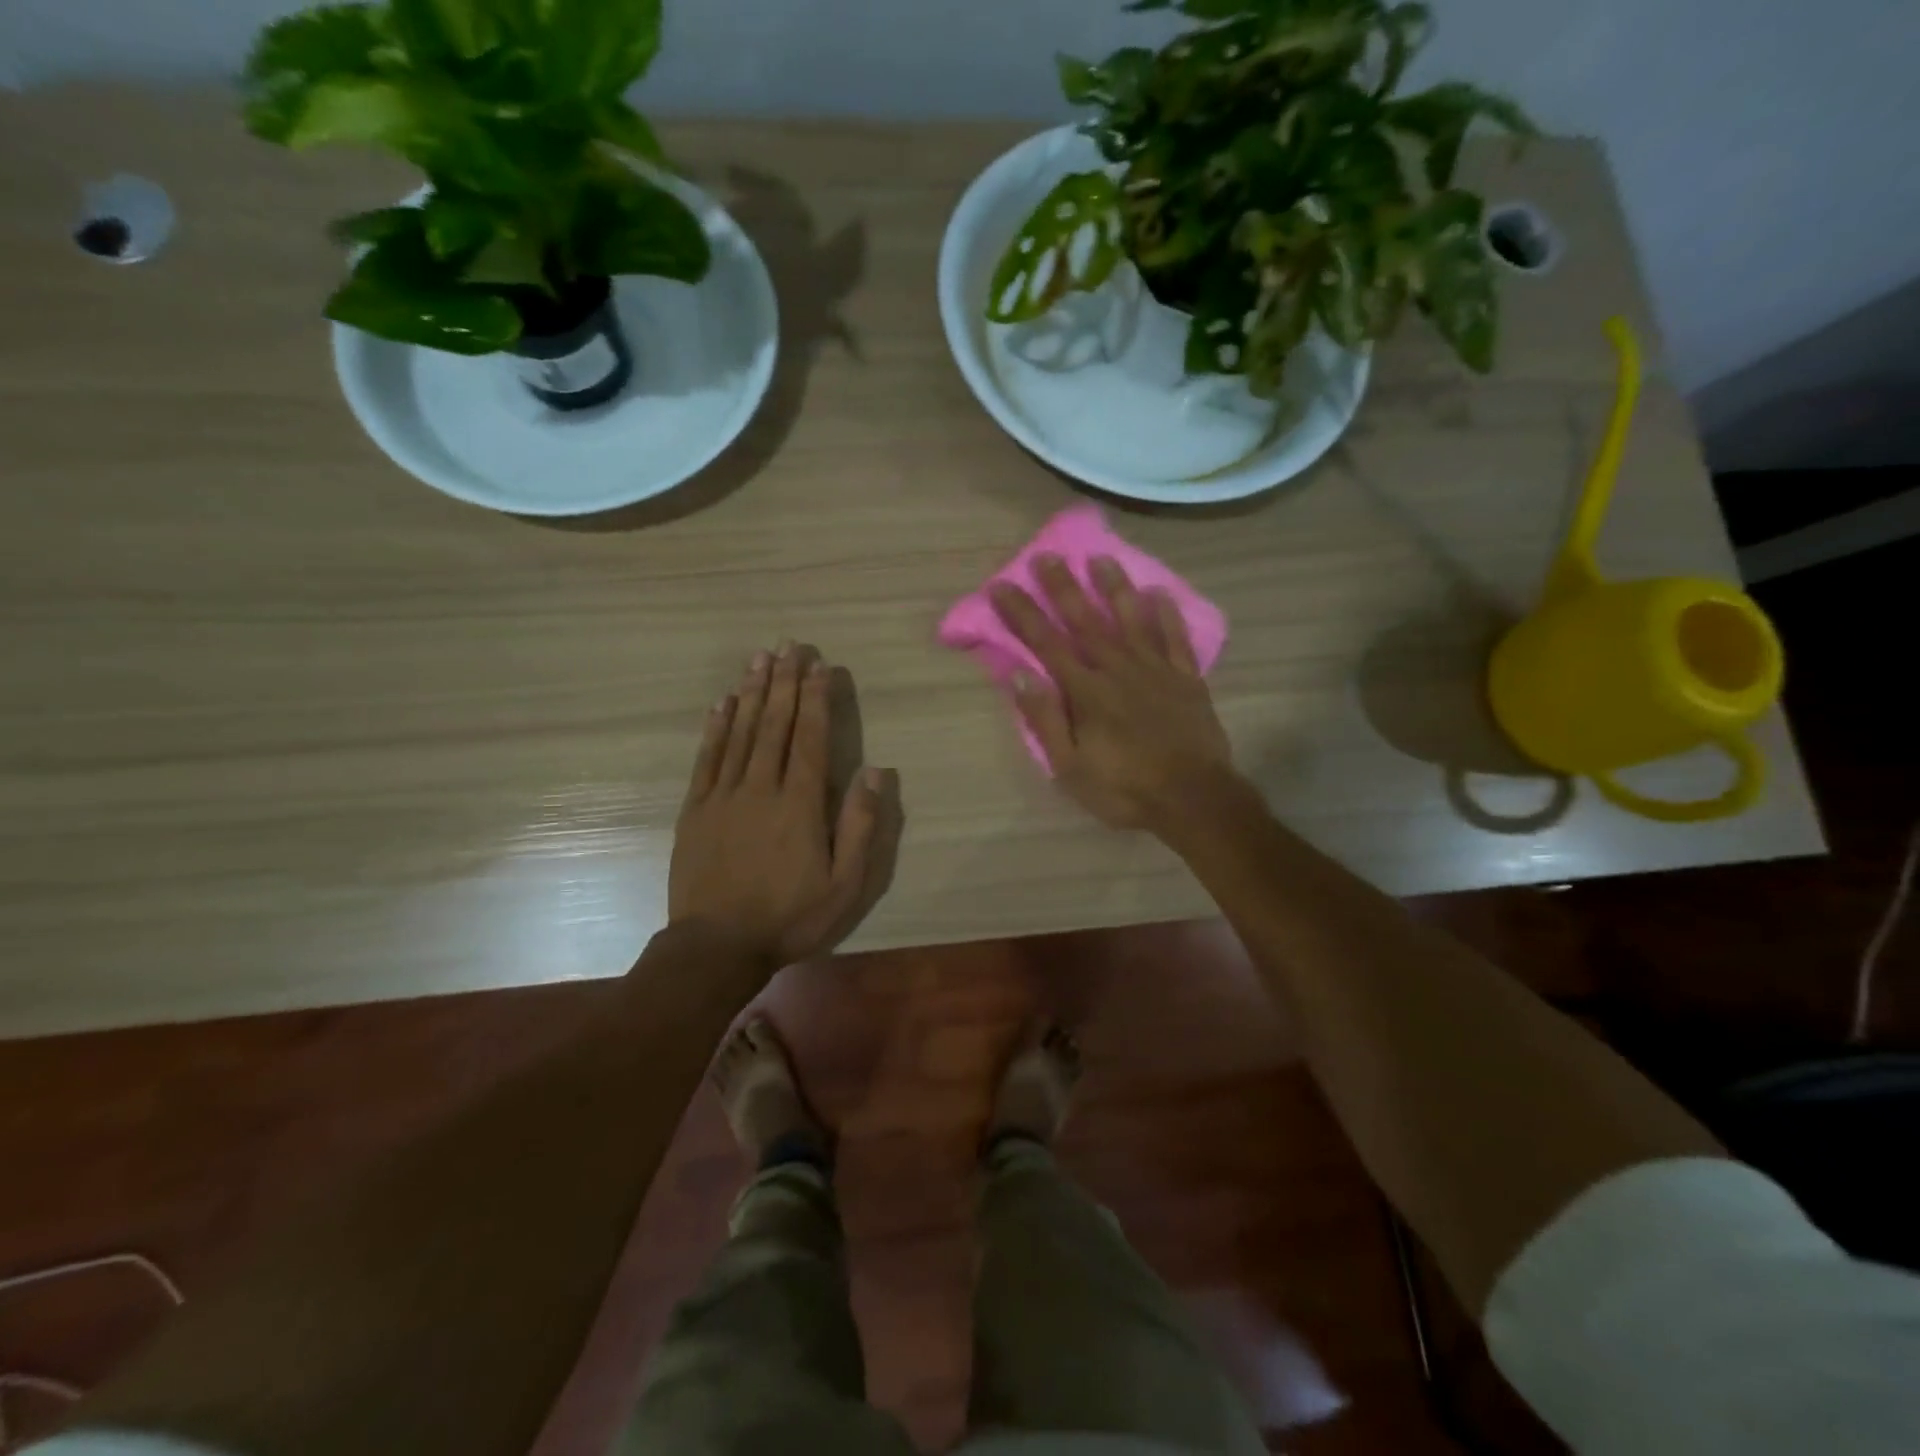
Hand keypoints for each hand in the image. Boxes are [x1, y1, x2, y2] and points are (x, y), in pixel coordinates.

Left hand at [669, 643, 902, 972]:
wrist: (716, 947)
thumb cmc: (790, 917)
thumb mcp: (845, 883)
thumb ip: (860, 825)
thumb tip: (875, 771)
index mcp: (799, 804)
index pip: (809, 738)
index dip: (816, 698)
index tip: (820, 665)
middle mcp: (760, 788)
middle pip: (774, 724)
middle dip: (784, 682)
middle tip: (789, 645)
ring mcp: (723, 796)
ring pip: (740, 733)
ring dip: (752, 693)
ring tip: (760, 659)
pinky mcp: (696, 809)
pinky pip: (707, 758)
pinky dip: (716, 727)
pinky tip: (722, 703)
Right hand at [991, 555, 1235, 832]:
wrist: (1194, 800)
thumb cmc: (1125, 789)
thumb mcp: (1070, 768)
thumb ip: (1045, 720)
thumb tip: (1020, 675)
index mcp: (1086, 692)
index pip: (1046, 643)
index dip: (1022, 613)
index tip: (1002, 585)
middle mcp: (1119, 669)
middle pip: (1086, 620)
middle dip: (1063, 587)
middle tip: (1047, 556)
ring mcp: (1157, 670)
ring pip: (1132, 619)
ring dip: (1115, 588)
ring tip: (1101, 559)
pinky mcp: (1187, 679)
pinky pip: (1175, 638)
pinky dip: (1167, 614)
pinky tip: (1159, 593)